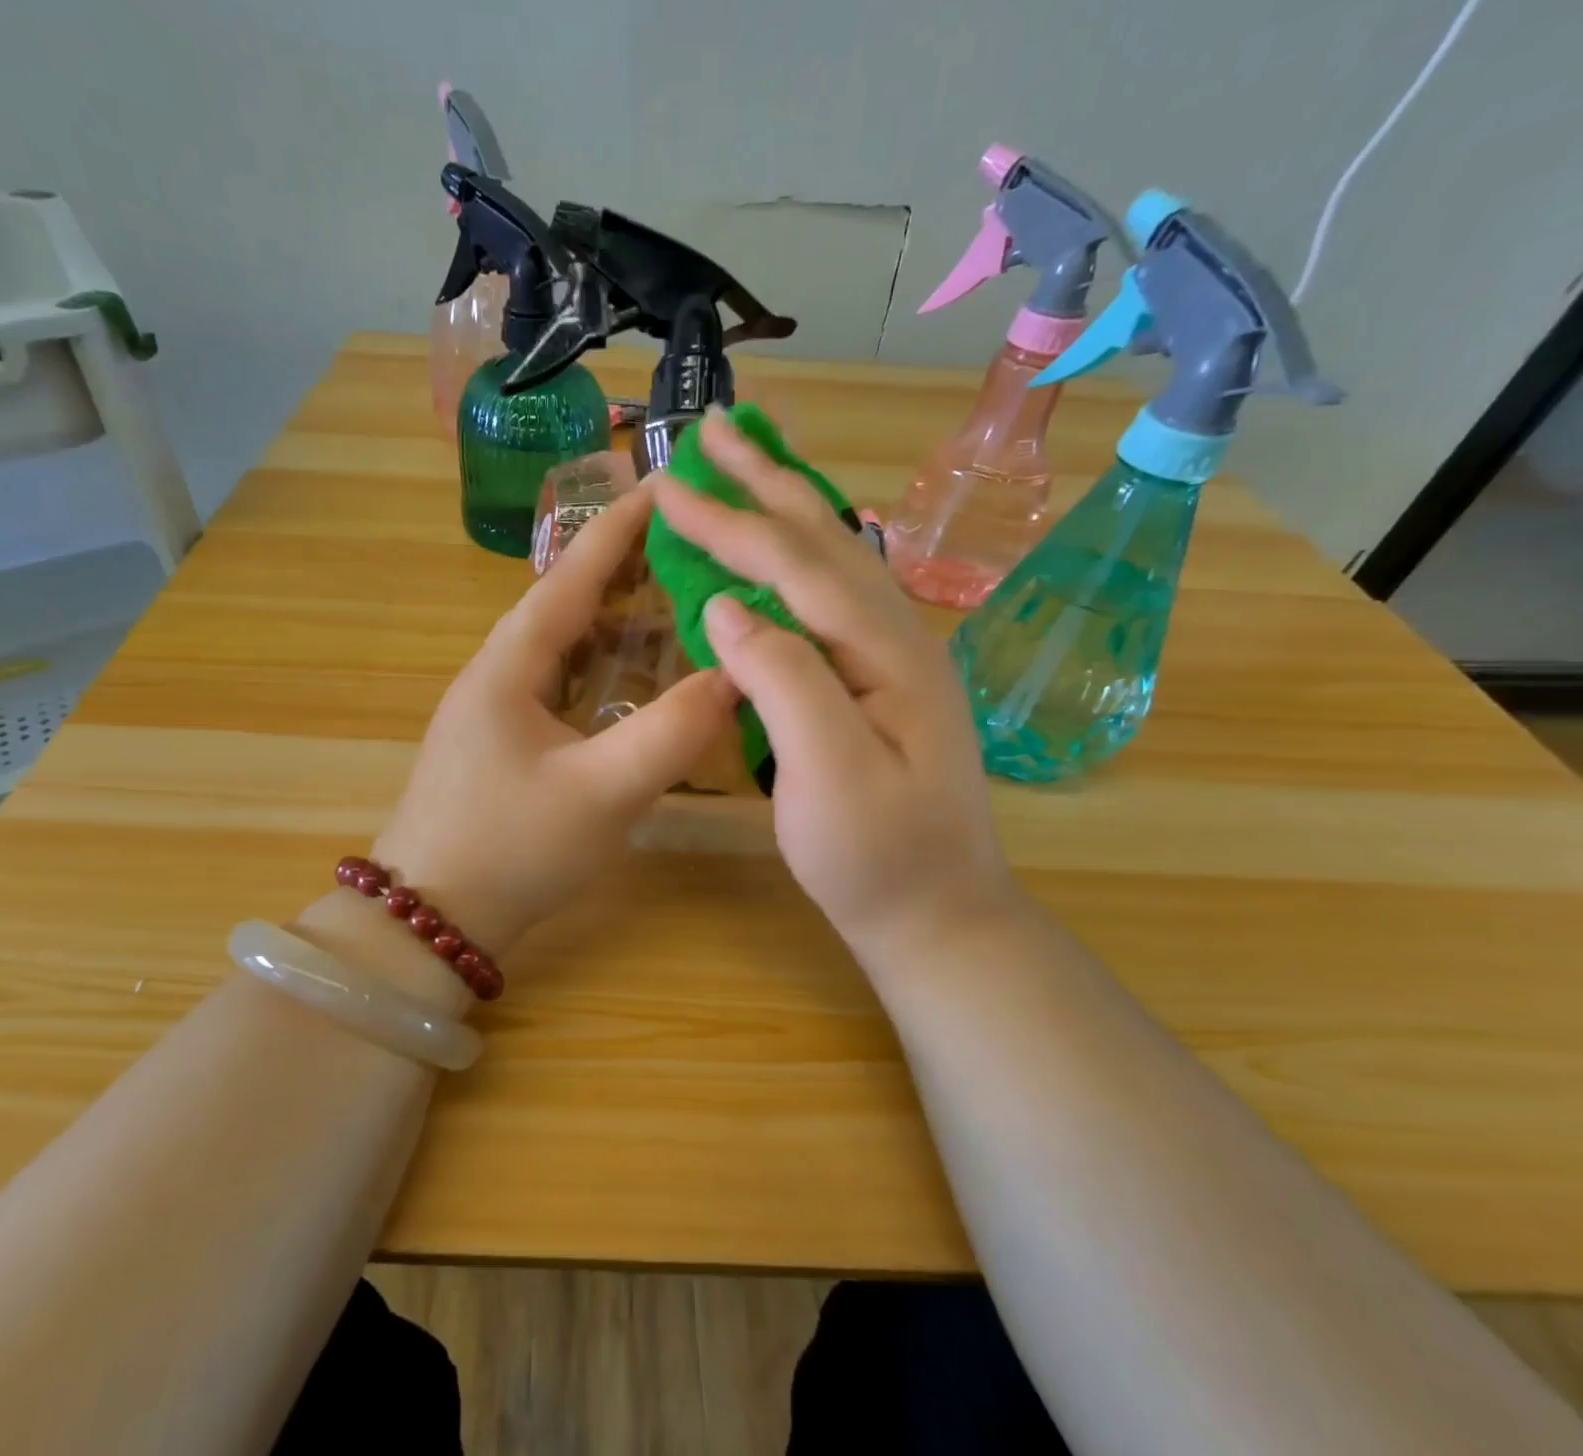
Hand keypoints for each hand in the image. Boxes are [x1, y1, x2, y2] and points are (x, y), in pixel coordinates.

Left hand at [372, 487, 737, 963]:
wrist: (429, 922)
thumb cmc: (510, 848)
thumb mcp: (602, 793)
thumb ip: (672, 733)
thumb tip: (735, 677)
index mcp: (509, 664)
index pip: (570, 575)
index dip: (618, 529)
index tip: (663, 485)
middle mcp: (497, 673)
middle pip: (566, 602)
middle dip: (623, 568)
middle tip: (687, 545)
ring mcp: (495, 710)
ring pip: (563, 645)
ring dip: (612, 618)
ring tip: (670, 598)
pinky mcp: (502, 743)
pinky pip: (560, 684)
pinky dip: (601, 667)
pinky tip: (633, 679)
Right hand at [650, 410, 1022, 981]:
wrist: (937, 913)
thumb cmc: (877, 857)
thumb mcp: (828, 774)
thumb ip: (783, 679)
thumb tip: (725, 606)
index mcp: (884, 650)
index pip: (795, 564)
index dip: (729, 522)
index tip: (669, 485)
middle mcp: (897, 635)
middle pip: (822, 539)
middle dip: (765, 480)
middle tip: (716, 427)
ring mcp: (894, 656)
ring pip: (835, 558)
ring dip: (786, 504)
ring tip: (749, 462)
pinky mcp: (881, 680)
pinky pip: (835, 594)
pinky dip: (800, 554)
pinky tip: (786, 548)